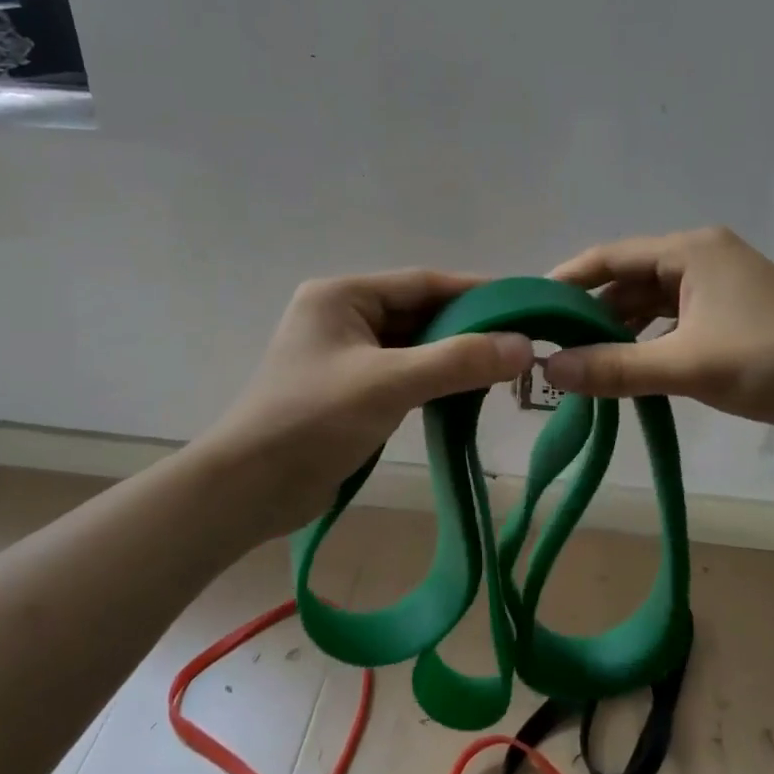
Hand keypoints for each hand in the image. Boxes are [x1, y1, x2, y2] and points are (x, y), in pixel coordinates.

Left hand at [193, 271, 533, 537]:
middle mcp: (343, 316)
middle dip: (468, 327)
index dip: (475, 292)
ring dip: (454, 355)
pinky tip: (467, 391)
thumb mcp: (389, 384)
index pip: (422, 283)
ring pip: (414, 346)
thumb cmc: (312, 421)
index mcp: (342, 296)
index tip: (524, 303)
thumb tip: (524, 346)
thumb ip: (457, 361)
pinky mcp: (350, 390)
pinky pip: (404, 373)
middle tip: (522, 340)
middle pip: (419, 313)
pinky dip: (435, 380)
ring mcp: (345, 355)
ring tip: (505, 366)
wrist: (249, 490)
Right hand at [543, 227, 773, 445]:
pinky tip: (627, 371)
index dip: (566, 281)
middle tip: (549, 346)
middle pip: (628, 281)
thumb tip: (549, 369)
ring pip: (650, 306)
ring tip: (580, 364)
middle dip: (590, 314)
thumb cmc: (773, 361)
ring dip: (618, 333)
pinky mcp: (731, 318)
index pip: (610, 257)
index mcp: (690, 250)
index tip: (529, 309)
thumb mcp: (686, 365)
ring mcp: (718, 289)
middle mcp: (701, 259)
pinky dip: (647, 344)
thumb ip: (615, 367)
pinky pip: (673, 325)